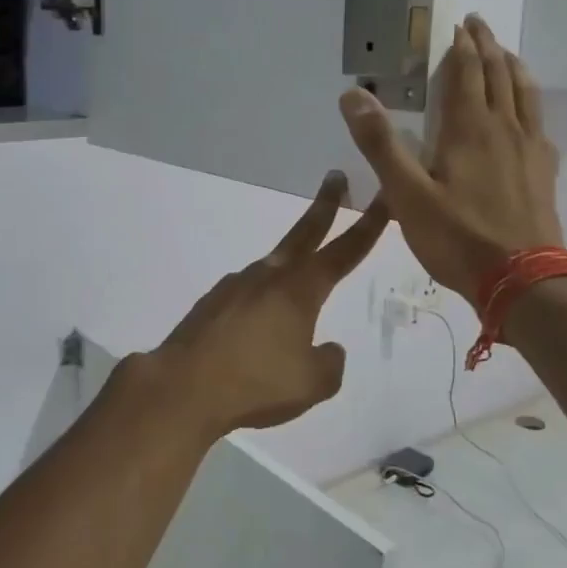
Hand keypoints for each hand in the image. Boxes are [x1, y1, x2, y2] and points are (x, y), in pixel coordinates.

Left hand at [144, 172, 389, 437]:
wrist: (183, 389)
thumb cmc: (256, 384)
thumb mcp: (313, 384)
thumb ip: (331, 362)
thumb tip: (328, 348)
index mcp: (299, 290)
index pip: (344, 251)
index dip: (368, 225)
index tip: (383, 197)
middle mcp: (267, 277)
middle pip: (303, 233)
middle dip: (325, 206)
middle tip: (336, 178)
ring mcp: (234, 286)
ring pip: (271, 268)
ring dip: (289, 265)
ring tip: (295, 296)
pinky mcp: (210, 304)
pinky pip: (245, 295)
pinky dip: (259, 301)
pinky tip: (255, 329)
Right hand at [339, 15, 562, 300]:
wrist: (523, 278)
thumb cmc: (458, 237)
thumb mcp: (406, 194)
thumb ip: (380, 144)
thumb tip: (352, 94)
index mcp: (469, 129)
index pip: (467, 73)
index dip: (462, 47)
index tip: (460, 24)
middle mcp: (504, 129)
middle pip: (499, 76)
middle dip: (488, 47)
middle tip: (480, 26)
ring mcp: (530, 150)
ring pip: (525, 95)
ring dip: (514, 69)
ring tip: (507, 55)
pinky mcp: (543, 173)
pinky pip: (539, 124)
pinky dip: (531, 105)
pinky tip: (528, 117)